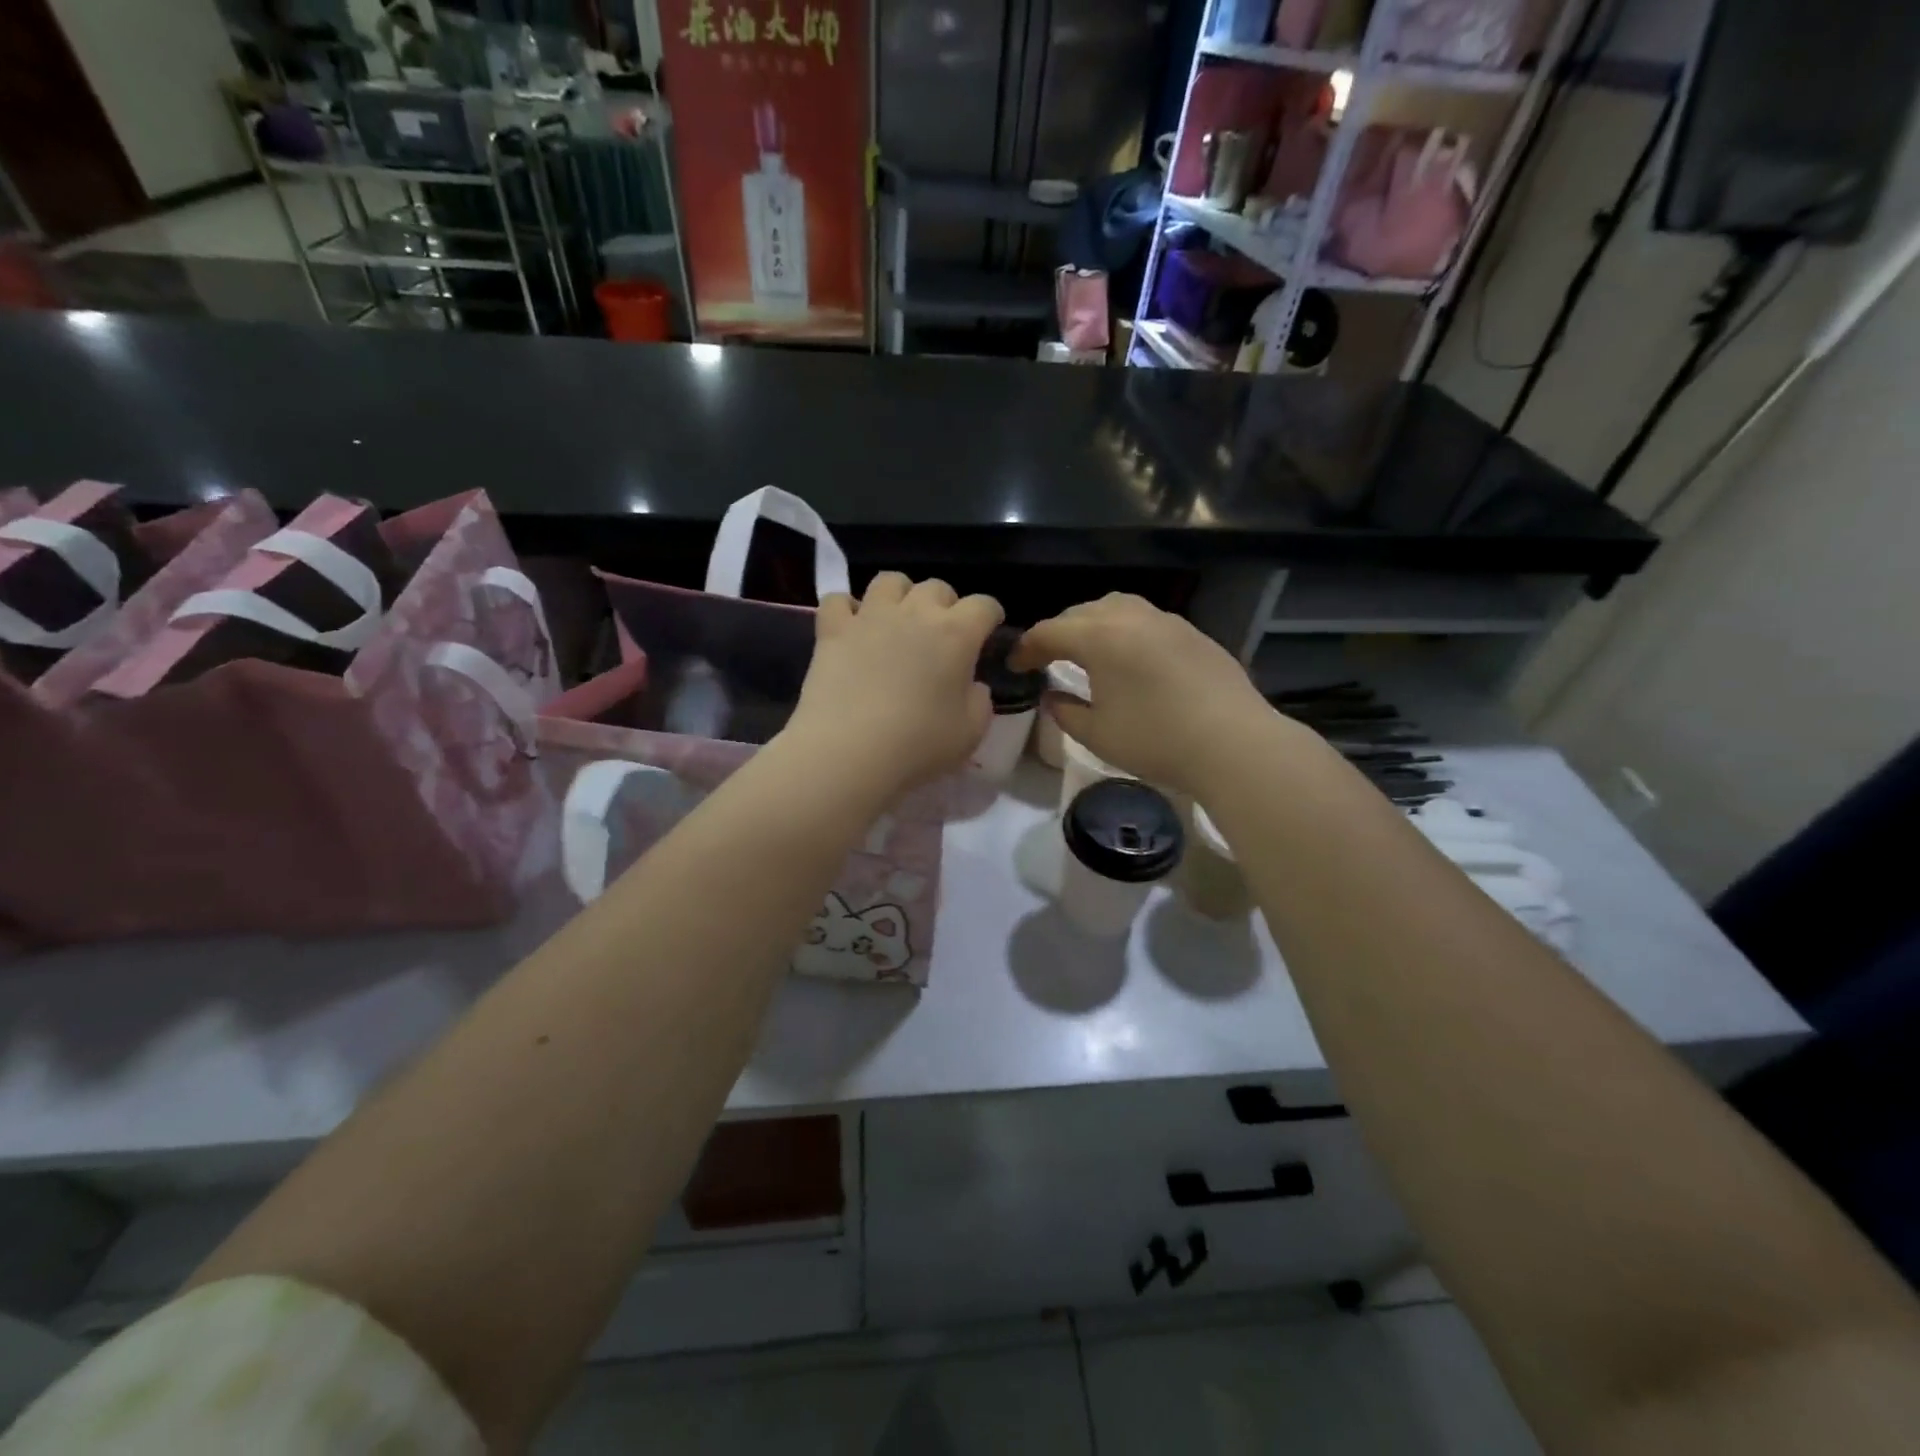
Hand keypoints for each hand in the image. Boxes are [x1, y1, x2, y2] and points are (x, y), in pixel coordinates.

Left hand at [788, 572, 1002, 797]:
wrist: (849, 751)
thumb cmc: (918, 744)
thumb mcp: (971, 732)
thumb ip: (980, 701)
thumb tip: (972, 685)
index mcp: (957, 634)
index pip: (984, 605)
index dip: (991, 615)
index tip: (990, 630)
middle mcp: (915, 613)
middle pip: (937, 587)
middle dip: (946, 605)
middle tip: (942, 633)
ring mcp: (870, 616)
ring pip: (890, 581)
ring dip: (900, 595)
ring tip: (898, 620)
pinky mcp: (832, 630)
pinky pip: (838, 600)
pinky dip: (847, 609)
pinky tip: (851, 627)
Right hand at [1011, 593, 1284, 798]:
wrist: (1233, 742)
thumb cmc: (1156, 740)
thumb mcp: (1097, 734)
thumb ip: (1065, 711)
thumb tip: (1052, 696)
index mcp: (1099, 637)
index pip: (1049, 632)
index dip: (1026, 648)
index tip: (1015, 666)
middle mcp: (1130, 617)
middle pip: (1081, 613)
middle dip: (1058, 632)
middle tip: (1047, 658)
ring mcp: (1166, 621)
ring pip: (1117, 608)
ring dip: (1093, 625)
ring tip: (1088, 651)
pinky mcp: (1193, 633)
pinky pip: (1146, 621)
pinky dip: (1125, 632)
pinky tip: (1130, 660)